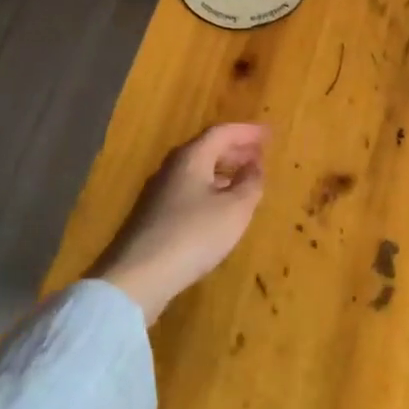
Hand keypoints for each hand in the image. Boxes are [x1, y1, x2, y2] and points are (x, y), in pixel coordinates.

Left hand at [88, 123, 267, 322]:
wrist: (138, 277)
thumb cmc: (194, 235)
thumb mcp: (235, 209)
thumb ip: (250, 183)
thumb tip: (254, 165)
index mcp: (191, 158)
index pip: (222, 133)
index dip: (247, 132)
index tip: (269, 134)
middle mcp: (172, 168)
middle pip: (207, 148)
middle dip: (236, 149)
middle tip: (260, 155)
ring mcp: (159, 193)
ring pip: (197, 170)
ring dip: (223, 170)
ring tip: (245, 179)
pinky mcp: (154, 216)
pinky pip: (189, 189)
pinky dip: (211, 188)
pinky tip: (220, 207)